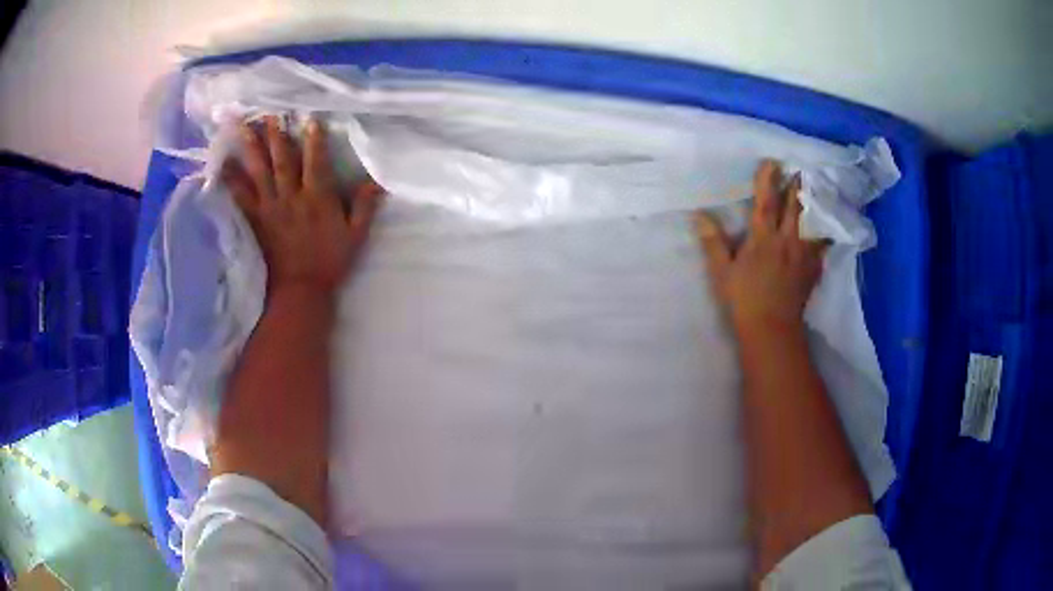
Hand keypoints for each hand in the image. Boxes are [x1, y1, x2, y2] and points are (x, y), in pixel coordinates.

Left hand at [221, 116, 382, 296]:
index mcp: (317, 198)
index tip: (309, 118)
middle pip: (283, 160)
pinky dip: (232, 181)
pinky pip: (242, 197)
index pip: (316, 161)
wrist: (301, 289)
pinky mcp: (257, 219)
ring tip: (244, 127)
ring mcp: (271, 207)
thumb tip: (378, 180)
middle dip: (277, 134)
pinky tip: (223, 165)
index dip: (314, 139)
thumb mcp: (356, 235)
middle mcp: (292, 196)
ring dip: (252, 148)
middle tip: (270, 112)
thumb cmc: (330, 261)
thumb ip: (365, 206)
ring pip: (260, 172)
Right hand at [694, 160, 826, 336]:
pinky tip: (830, 230)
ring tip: (818, 192)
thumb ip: (713, 242)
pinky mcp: (813, 269)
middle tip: (799, 170)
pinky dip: (826, 235)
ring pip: (811, 223)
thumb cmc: (744, 300)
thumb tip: (699, 215)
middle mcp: (786, 241)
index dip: (768, 180)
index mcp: (762, 239)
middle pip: (794, 207)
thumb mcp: (722, 272)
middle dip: (796, 187)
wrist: (772, 329)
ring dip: (814, 205)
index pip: (766, 202)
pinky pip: (823, 246)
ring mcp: (803, 255)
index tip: (772, 162)